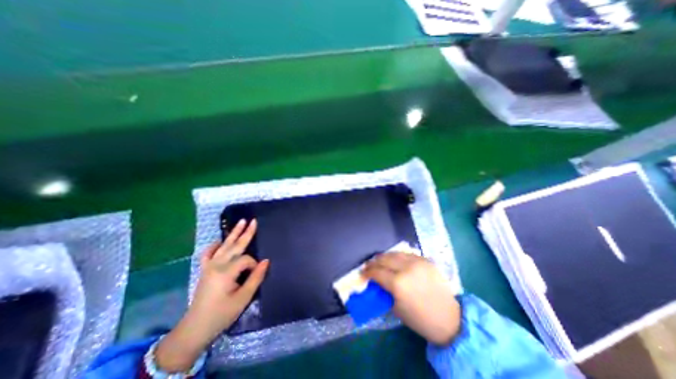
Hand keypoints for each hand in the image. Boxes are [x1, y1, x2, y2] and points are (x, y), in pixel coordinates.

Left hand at [154, 221, 268, 370]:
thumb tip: (266, 261)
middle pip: (235, 245)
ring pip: (224, 246)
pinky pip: (208, 253)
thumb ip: (255, 278)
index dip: (254, 265)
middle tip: (253, 221)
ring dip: (233, 233)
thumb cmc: (222, 314)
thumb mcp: (243, 298)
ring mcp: (209, 266)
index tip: (256, 274)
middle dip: (246, 233)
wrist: (195, 328)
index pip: (246, 259)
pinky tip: (220, 240)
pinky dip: (214, 245)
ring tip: (241, 222)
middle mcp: (216, 265)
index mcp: (226, 272)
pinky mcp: (204, 269)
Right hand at [362, 253, 462, 344]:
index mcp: (398, 283)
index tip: (362, 272)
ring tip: (380, 260)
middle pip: (384, 258)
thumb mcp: (396, 308)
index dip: (367, 271)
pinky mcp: (425, 260)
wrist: (450, 319)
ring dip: (385, 256)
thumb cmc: (420, 319)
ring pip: (395, 253)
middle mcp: (406, 268)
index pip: (377, 271)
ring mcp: (417, 262)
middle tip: (369, 265)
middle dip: (374, 261)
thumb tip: (376, 281)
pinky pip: (407, 254)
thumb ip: (384, 291)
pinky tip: (395, 260)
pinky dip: (398, 256)